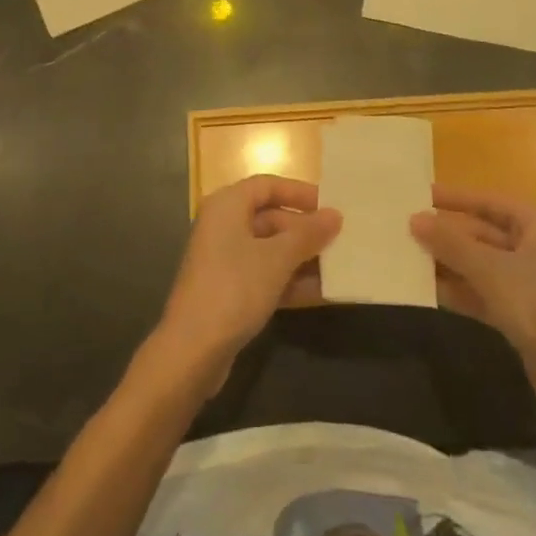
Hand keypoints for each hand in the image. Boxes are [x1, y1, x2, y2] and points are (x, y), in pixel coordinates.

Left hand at [157, 176, 341, 388]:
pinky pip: (266, 276)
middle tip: (342, 240)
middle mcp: (223, 227)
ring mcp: (225, 261)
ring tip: (341, 267)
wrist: (193, 350)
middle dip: (305, 230)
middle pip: (271, 218)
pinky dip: (291, 281)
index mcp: (227, 206)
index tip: (331, 205)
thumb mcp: (277, 258)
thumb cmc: (234, 288)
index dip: (299, 192)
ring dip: (303, 258)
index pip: (267, 185)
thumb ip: (308, 234)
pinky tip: (323, 293)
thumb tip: (335, 215)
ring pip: (270, 250)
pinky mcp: (229, 291)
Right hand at [411, 185, 535, 432]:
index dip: (454, 197)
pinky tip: (428, 291)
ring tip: (406, 257)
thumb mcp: (491, 270)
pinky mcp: (524, 317)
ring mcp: (531, 285)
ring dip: (448, 263)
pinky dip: (460, 291)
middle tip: (403, 228)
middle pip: (483, 233)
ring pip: (481, 265)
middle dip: (446, 233)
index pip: (489, 201)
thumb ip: (451, 244)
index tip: (418, 193)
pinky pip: (484, 294)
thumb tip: (414, 219)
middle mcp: (535, 249)